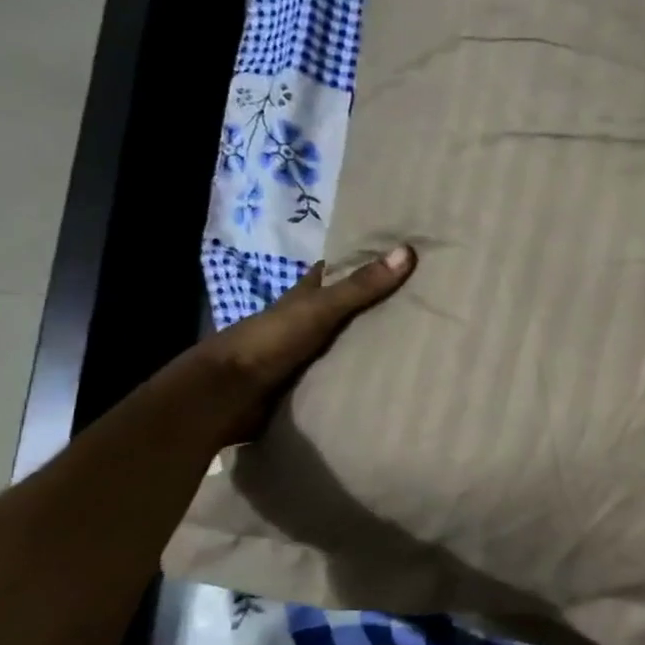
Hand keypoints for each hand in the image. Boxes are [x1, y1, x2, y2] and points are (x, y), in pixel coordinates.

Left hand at [193, 247, 414, 446]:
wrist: (228, 393)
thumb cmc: (272, 340)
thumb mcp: (321, 308)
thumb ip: (361, 286)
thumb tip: (408, 250)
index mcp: (303, 296)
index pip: (333, 271)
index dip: (359, 261)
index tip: (396, 256)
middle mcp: (304, 321)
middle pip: (343, 307)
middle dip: (374, 304)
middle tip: (417, 302)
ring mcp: (304, 353)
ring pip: (344, 341)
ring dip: (369, 343)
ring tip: (415, 342)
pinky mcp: (306, 382)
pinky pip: (341, 373)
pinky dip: (361, 373)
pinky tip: (388, 376)